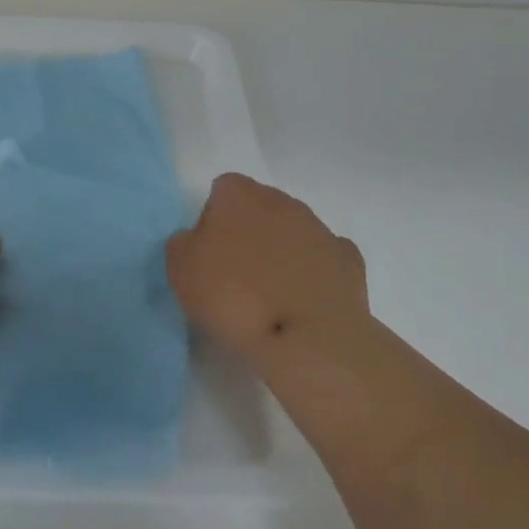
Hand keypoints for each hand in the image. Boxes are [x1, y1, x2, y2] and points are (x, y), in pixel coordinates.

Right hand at [166, 173, 369, 364]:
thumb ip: (183, 244)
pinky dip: (314, 273)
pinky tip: (305, 300)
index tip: (209, 255)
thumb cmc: (234, 296)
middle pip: (260, 208)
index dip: (213, 220)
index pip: (222, 190)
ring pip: (294, 231)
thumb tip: (197, 241)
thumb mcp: (180, 270)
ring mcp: (320, 229)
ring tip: (271, 296)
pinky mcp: (348, 261)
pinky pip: (324, 258)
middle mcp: (282, 201)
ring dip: (282, 252)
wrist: (306, 337)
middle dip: (250, 232)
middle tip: (236, 275)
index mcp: (239, 195)